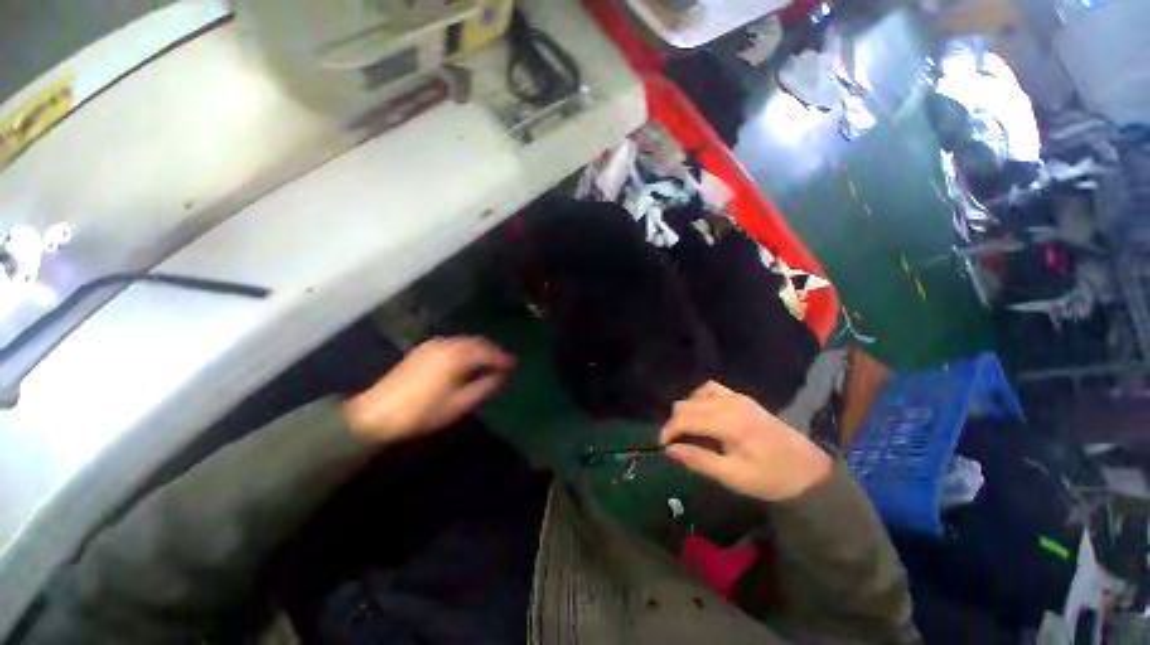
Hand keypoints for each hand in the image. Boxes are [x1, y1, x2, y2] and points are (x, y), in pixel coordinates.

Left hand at [341, 337, 514, 444]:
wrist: (376, 413)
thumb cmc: (421, 412)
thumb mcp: (458, 404)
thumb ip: (483, 388)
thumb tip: (499, 377)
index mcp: (456, 357)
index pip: (487, 353)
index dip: (502, 359)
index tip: (514, 366)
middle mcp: (446, 344)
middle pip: (477, 342)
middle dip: (492, 351)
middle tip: (504, 363)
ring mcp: (432, 345)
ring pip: (464, 342)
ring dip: (479, 349)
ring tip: (488, 363)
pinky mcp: (423, 350)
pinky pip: (453, 344)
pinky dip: (465, 349)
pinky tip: (466, 361)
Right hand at [660, 381, 831, 501]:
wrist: (809, 471)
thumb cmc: (771, 478)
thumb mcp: (733, 476)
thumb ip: (699, 460)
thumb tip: (669, 450)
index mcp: (728, 422)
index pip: (685, 418)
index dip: (669, 430)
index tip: (662, 446)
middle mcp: (729, 403)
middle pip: (687, 404)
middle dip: (675, 422)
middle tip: (675, 444)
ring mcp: (736, 397)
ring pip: (696, 394)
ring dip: (686, 410)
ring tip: (687, 430)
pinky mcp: (742, 398)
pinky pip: (711, 389)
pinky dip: (699, 399)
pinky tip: (702, 414)